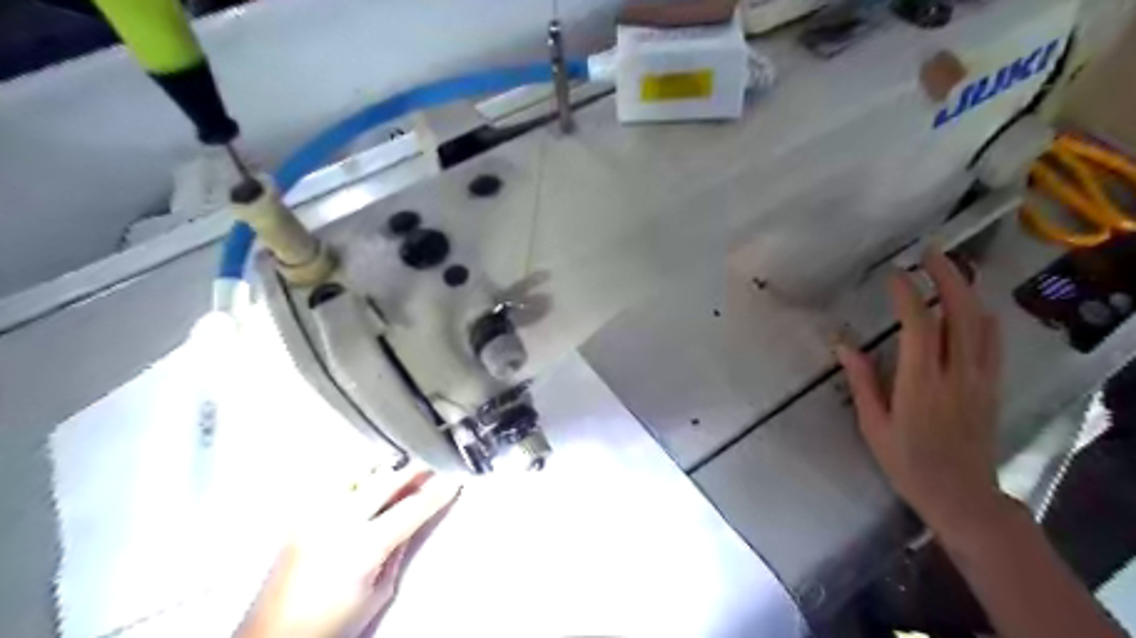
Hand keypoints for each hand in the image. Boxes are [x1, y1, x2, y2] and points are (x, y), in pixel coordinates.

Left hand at [236, 468, 458, 637]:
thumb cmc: (331, 626)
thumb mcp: (378, 594)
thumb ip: (398, 551)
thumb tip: (412, 522)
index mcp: (363, 546)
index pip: (412, 509)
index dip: (437, 493)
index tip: (455, 479)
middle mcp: (338, 521)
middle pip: (386, 480)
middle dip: (414, 469)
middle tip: (433, 463)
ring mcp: (315, 514)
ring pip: (358, 471)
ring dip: (385, 466)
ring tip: (402, 465)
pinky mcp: (301, 515)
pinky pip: (335, 481)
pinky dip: (358, 473)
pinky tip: (369, 475)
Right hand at [831, 249, 1001, 538]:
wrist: (962, 495)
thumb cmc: (907, 462)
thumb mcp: (873, 425)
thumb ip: (861, 381)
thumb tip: (843, 344)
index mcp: (921, 384)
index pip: (920, 327)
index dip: (908, 295)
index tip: (894, 275)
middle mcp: (957, 374)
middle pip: (961, 314)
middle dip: (947, 277)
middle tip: (931, 253)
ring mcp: (980, 379)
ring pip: (982, 323)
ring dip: (967, 291)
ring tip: (949, 270)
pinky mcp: (992, 386)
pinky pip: (993, 342)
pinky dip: (982, 316)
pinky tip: (972, 307)